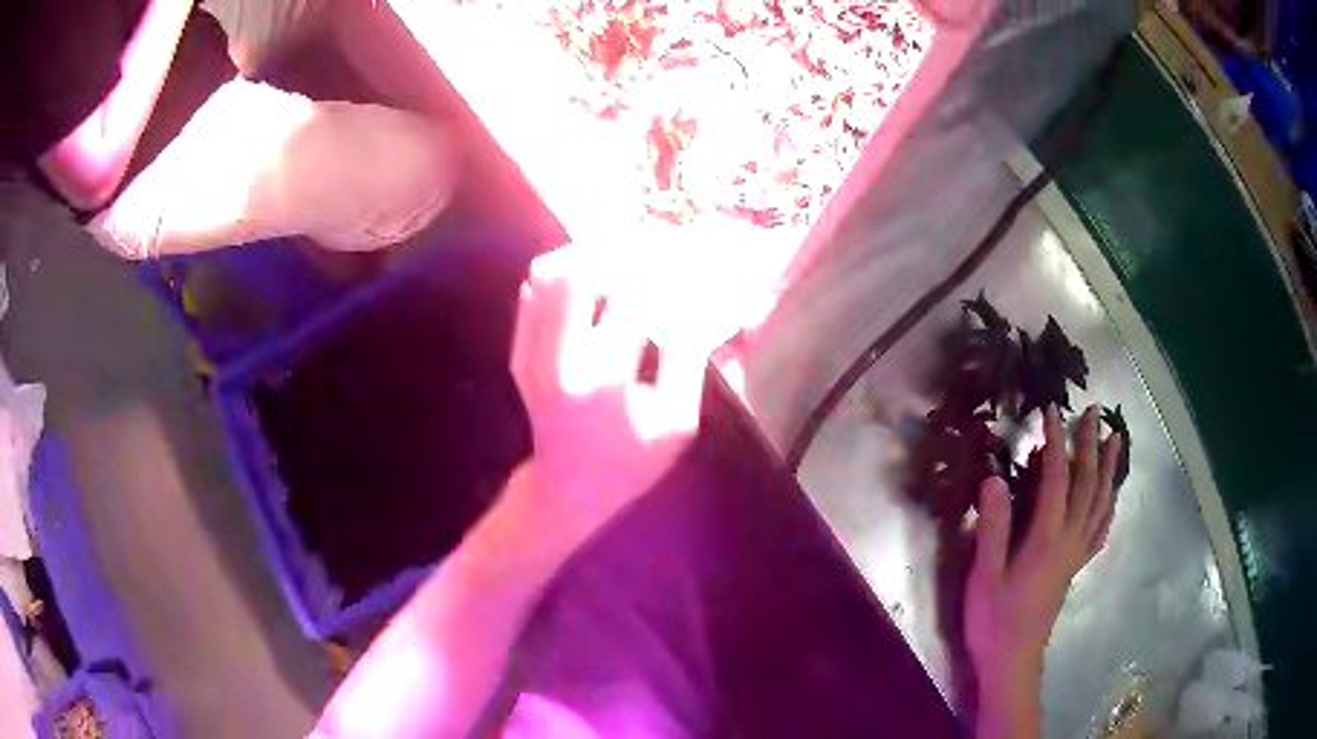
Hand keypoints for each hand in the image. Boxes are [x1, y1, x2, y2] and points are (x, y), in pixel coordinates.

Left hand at [504, 245, 710, 548]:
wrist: (567, 490)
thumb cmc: (632, 461)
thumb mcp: (677, 422)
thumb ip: (688, 360)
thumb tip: (694, 303)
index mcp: (605, 378)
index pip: (631, 296)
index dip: (659, 267)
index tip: (681, 256)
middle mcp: (560, 358)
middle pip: (576, 270)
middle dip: (616, 248)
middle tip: (646, 244)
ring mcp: (532, 354)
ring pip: (548, 274)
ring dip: (587, 255)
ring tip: (619, 258)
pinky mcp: (520, 353)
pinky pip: (533, 294)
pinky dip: (564, 276)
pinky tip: (591, 284)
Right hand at [966, 406, 1121, 702]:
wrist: (1012, 660)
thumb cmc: (994, 620)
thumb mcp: (985, 576)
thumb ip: (994, 528)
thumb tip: (995, 478)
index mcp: (1047, 538)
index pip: (1057, 479)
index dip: (1055, 442)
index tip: (1052, 410)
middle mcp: (1070, 539)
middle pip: (1087, 484)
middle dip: (1090, 445)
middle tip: (1093, 412)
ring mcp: (1077, 554)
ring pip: (1100, 502)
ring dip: (1108, 468)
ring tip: (1115, 440)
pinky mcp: (1075, 567)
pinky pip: (1100, 529)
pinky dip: (1108, 506)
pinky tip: (1111, 497)